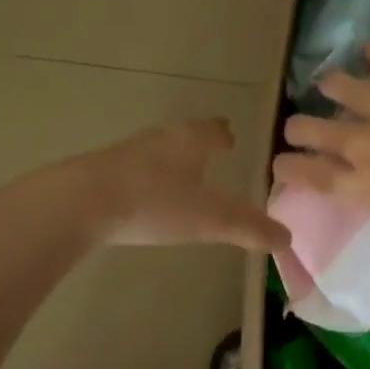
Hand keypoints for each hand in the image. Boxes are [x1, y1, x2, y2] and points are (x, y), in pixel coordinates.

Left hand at [70, 118, 288, 250]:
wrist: (82, 202)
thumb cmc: (155, 203)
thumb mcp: (209, 220)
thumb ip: (248, 228)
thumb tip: (287, 238)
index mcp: (189, 141)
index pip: (212, 130)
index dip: (223, 134)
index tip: (230, 137)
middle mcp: (159, 139)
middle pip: (183, 135)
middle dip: (197, 144)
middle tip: (209, 154)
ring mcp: (127, 152)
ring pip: (156, 150)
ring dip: (169, 159)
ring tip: (179, 175)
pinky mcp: (101, 171)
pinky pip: (133, 168)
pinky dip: (145, 177)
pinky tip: (142, 195)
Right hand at [273, 42, 369, 255]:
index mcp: (368, 188)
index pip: (309, 176)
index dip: (288, 169)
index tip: (282, 164)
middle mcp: (367, 145)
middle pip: (311, 128)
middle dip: (298, 128)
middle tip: (301, 127)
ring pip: (340, 87)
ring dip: (331, 87)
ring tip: (331, 87)